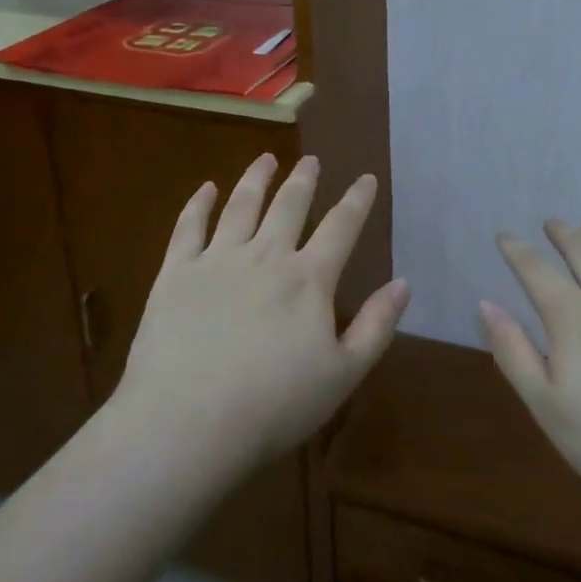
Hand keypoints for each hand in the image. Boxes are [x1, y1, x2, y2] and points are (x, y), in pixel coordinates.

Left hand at [116, 154, 409, 474]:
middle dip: (304, 179)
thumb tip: (404, 283)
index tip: (366, 178)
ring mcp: (218, 260)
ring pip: (242, 205)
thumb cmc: (273, 407)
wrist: (187, 423)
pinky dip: (199, 204)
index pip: (341, 227)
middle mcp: (266, 256)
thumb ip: (376, 326)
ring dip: (256, 178)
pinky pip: (189, 227)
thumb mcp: (342, 375)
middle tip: (311, 159)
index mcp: (308, 279)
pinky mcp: (176, 272)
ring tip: (266, 158)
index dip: (357, 200)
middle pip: (289, 206)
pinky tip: (206, 188)